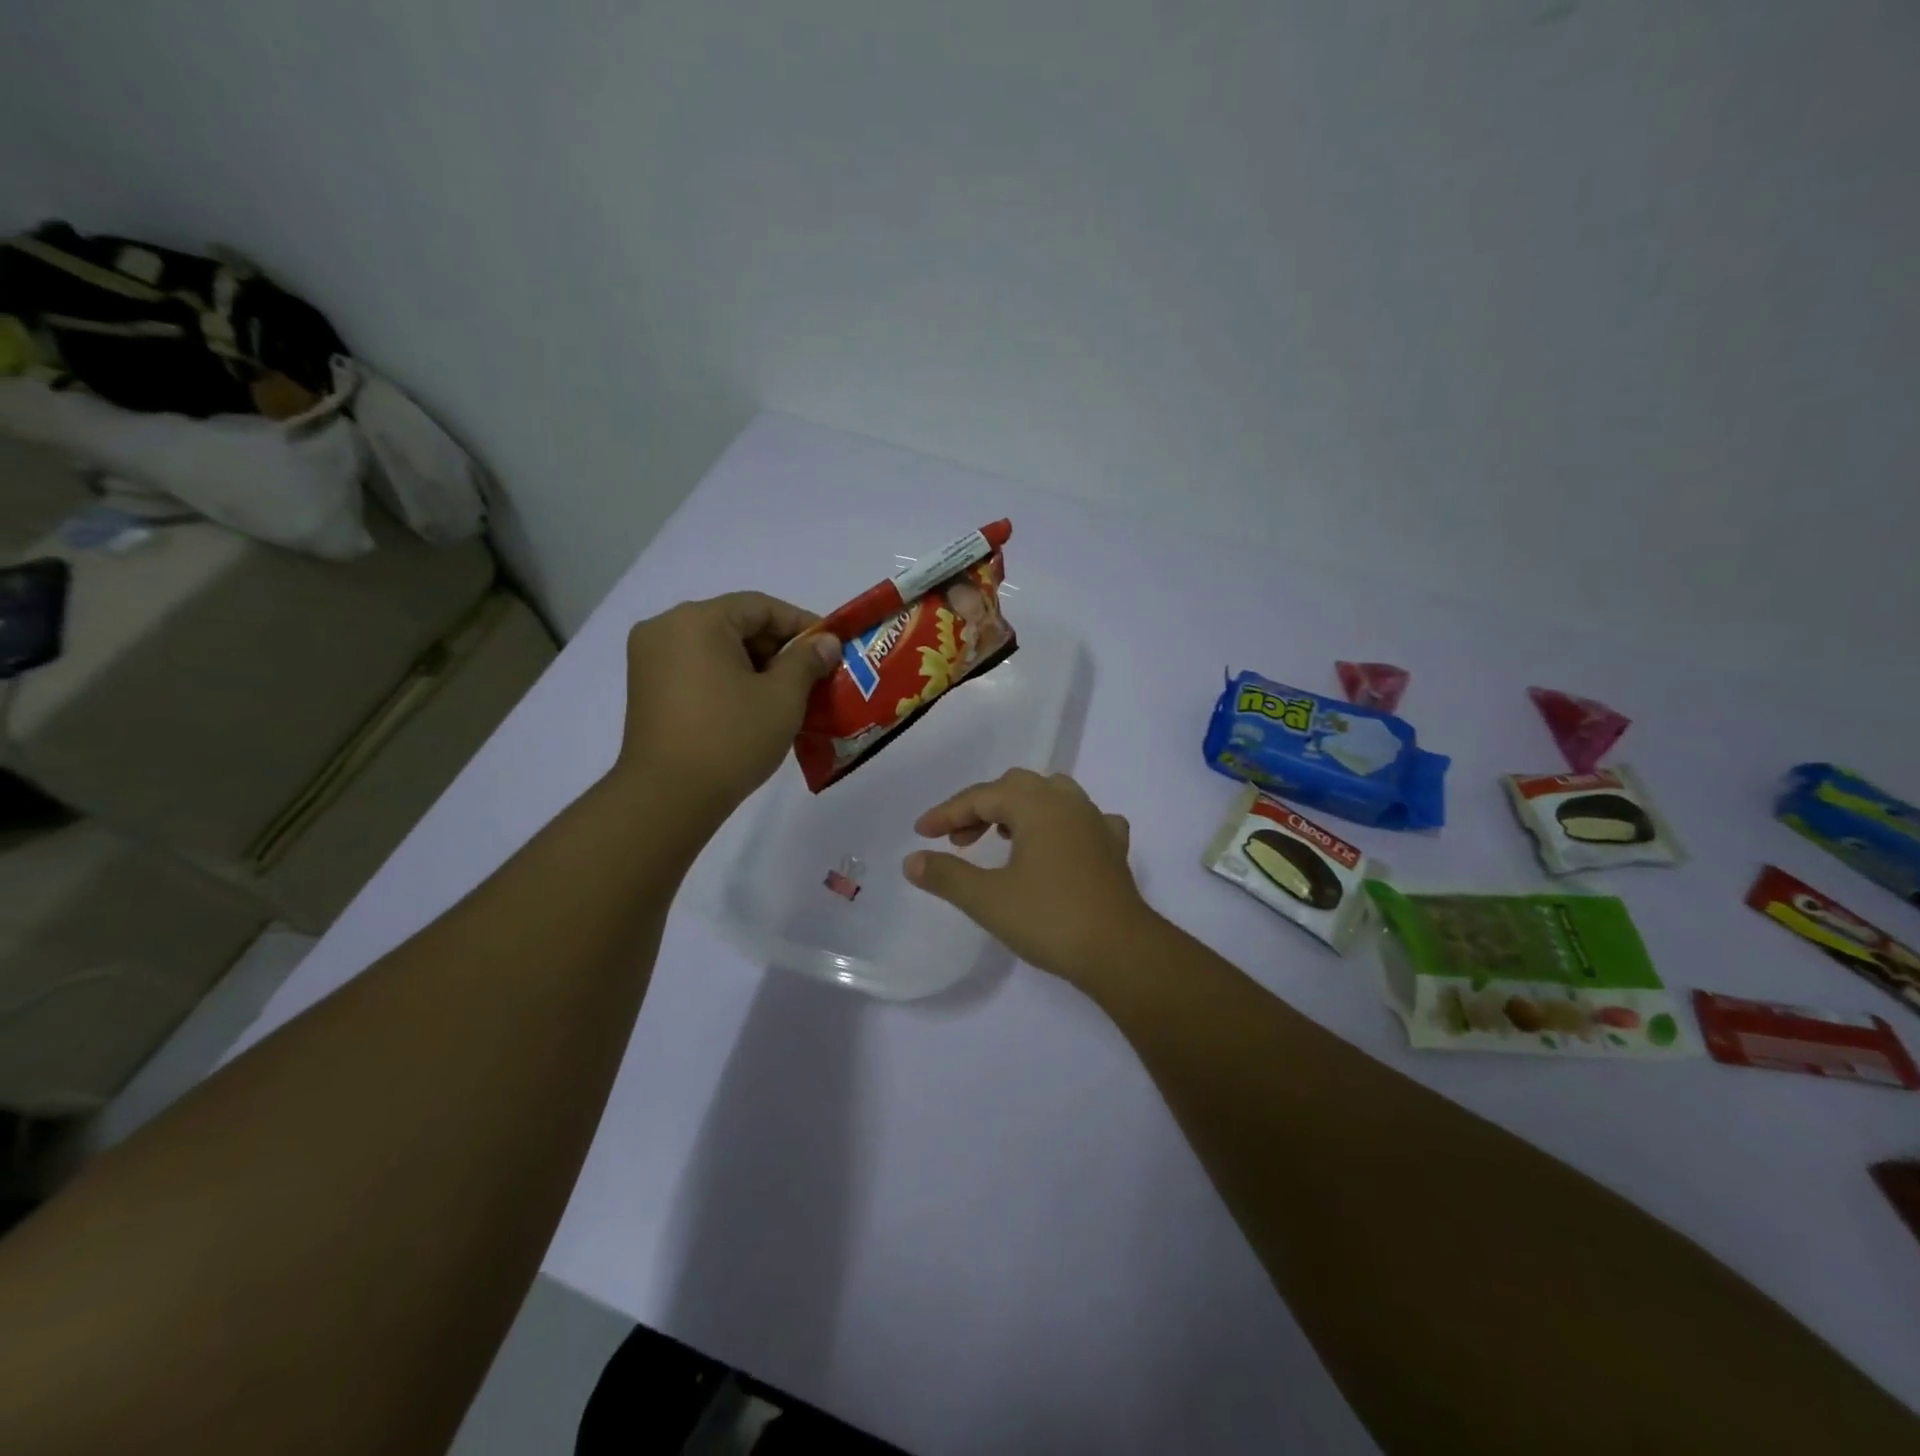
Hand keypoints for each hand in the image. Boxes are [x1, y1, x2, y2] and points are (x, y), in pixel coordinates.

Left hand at [616, 593, 840, 820]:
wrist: (668, 797)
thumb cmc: (731, 738)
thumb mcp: (782, 697)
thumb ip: (807, 660)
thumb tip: (826, 642)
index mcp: (698, 620)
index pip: (761, 606)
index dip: (802, 624)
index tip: (831, 649)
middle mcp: (666, 627)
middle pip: (735, 623)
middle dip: (778, 647)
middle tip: (813, 675)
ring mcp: (649, 658)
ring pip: (716, 647)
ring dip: (754, 665)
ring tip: (787, 694)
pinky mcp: (646, 688)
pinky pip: (697, 668)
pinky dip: (727, 678)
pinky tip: (752, 705)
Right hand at [904, 769, 1157, 985]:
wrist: (1120, 951)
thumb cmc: (1049, 919)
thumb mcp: (987, 899)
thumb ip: (946, 875)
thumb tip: (912, 860)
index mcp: (1036, 805)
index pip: (982, 797)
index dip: (948, 813)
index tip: (922, 834)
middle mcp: (1068, 802)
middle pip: (1016, 787)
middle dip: (982, 808)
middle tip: (959, 841)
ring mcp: (1096, 822)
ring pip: (1052, 796)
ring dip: (1021, 811)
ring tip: (1003, 839)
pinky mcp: (1114, 848)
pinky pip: (1083, 821)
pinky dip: (1061, 826)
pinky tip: (1058, 847)